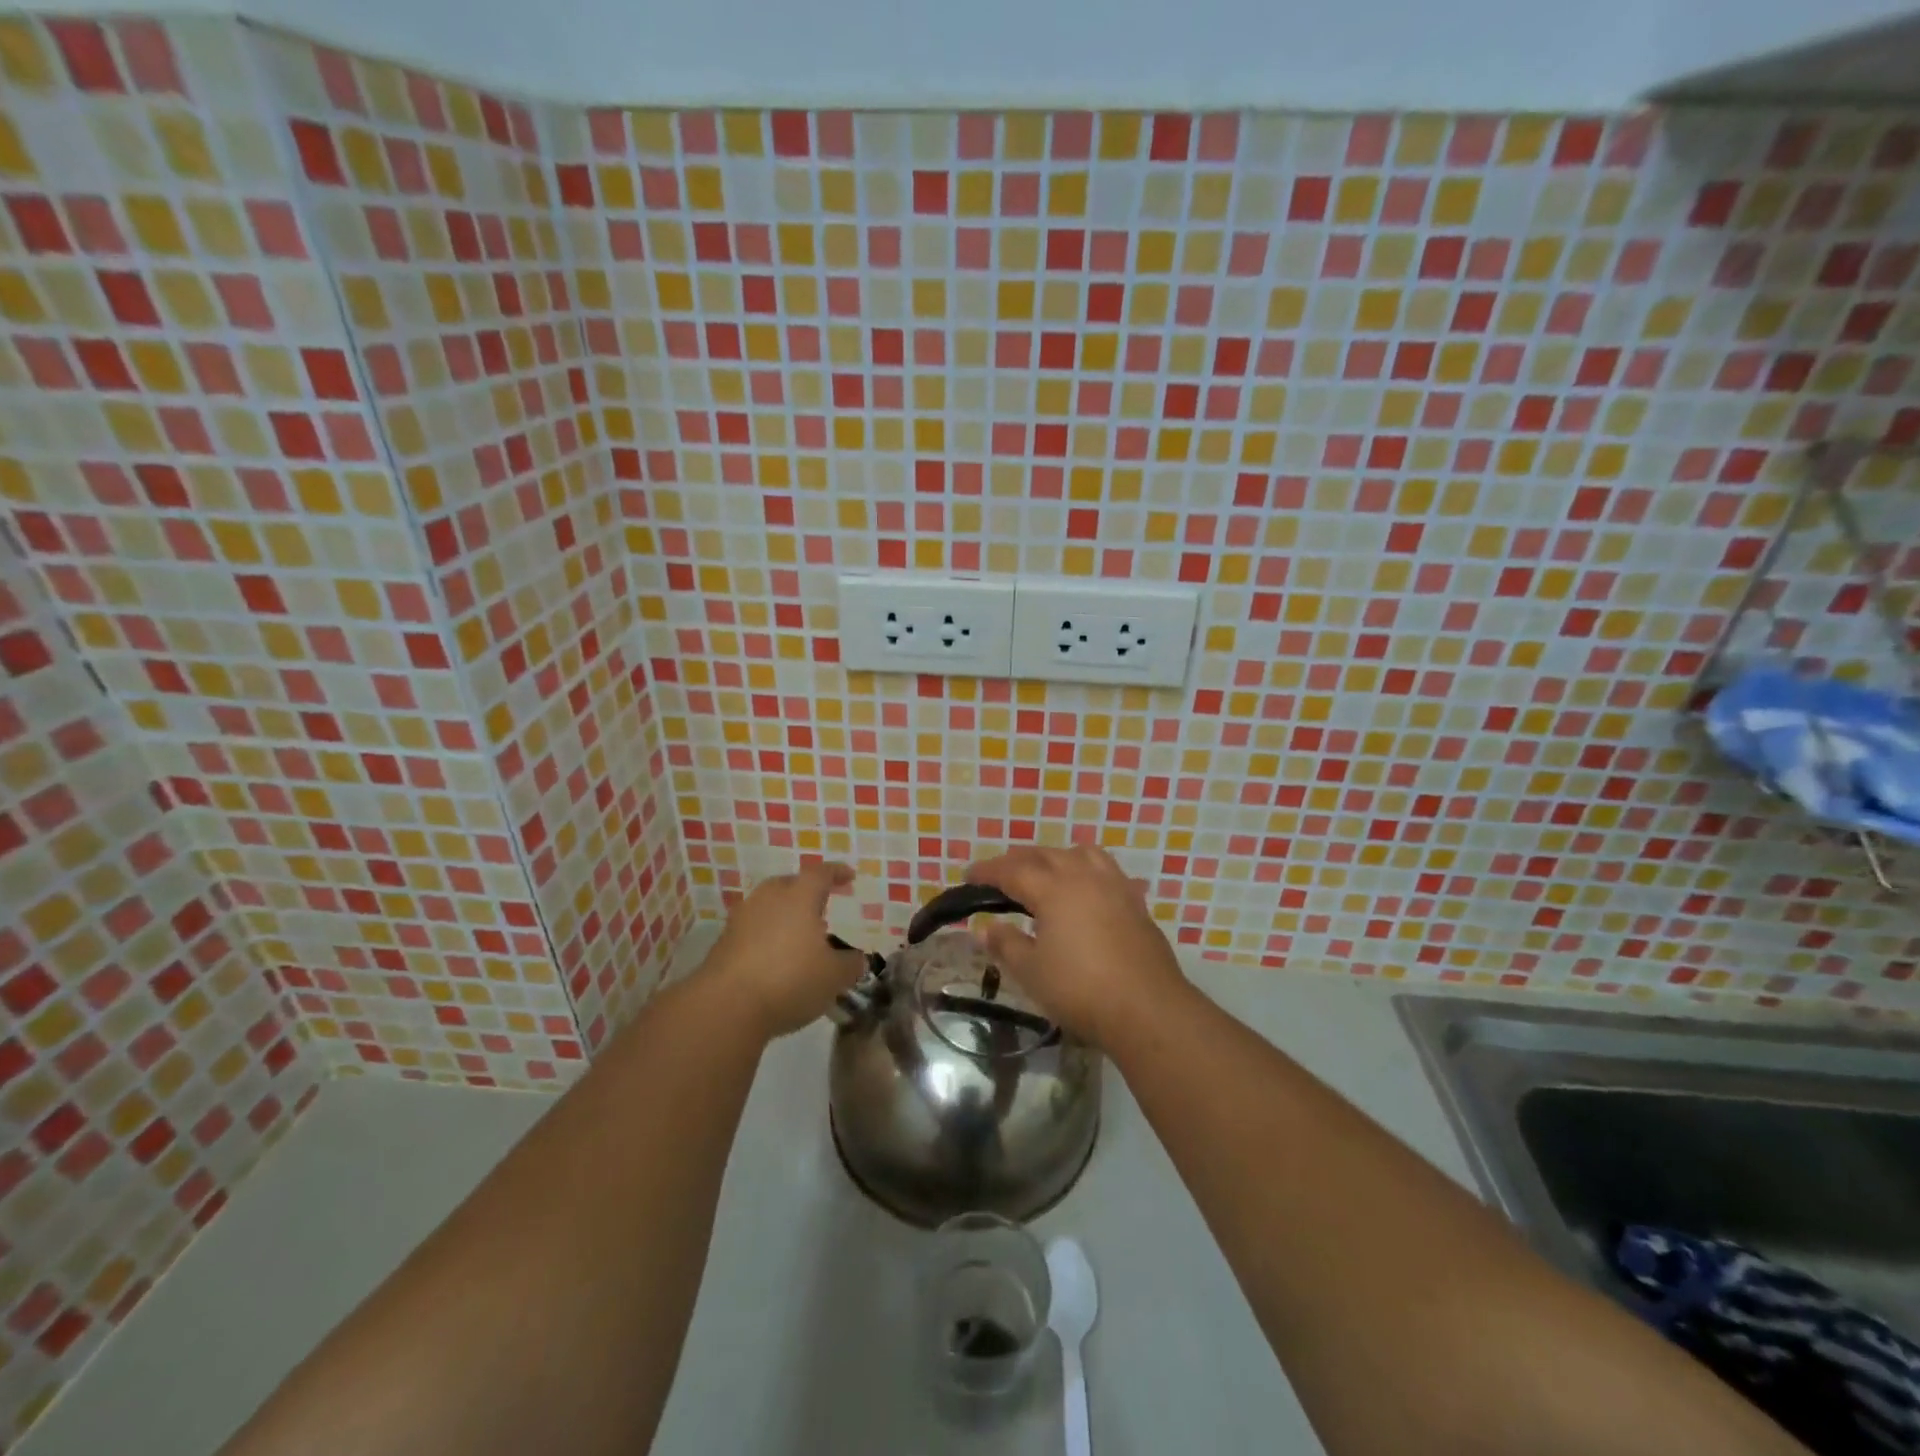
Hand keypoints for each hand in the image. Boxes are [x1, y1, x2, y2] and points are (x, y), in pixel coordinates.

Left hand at [698, 862, 868, 1040]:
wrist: (726, 1006)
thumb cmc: (790, 979)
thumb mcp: (834, 977)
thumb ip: (850, 964)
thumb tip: (856, 959)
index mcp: (799, 896)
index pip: (821, 874)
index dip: (837, 873)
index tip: (849, 876)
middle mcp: (768, 899)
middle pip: (789, 885)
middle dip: (806, 893)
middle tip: (820, 909)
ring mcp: (741, 919)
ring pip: (767, 907)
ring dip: (784, 917)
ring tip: (798, 938)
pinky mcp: (722, 943)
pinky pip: (752, 930)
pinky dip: (766, 938)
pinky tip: (774, 961)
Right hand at [966, 845, 1188, 1050]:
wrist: (1148, 1009)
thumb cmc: (1081, 991)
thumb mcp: (1032, 972)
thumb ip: (1006, 944)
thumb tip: (984, 926)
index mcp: (1054, 889)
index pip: (1012, 870)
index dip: (987, 871)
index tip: (968, 875)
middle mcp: (1084, 877)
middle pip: (1045, 855)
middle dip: (1018, 860)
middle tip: (999, 874)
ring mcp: (1114, 886)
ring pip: (1081, 854)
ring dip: (1056, 857)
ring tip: (1045, 873)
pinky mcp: (1136, 903)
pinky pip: (1106, 870)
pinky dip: (1086, 870)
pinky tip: (1086, 890)